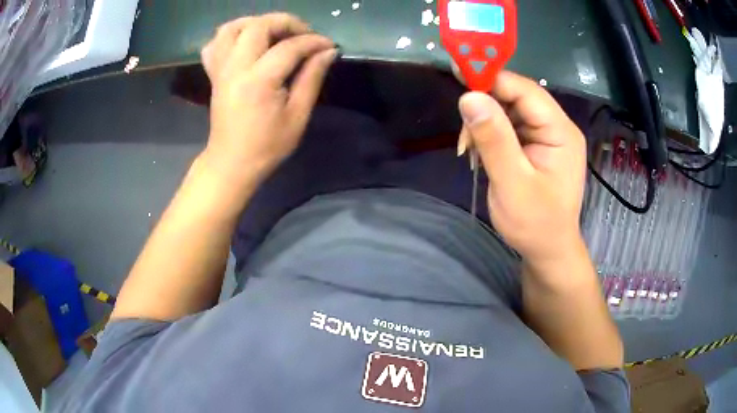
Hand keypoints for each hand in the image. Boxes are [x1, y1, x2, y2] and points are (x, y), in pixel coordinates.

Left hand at [200, 13, 336, 185]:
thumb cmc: (267, 146)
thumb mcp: (297, 116)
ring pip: (232, 28)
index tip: (329, 45)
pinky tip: (246, 43)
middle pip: (258, 26)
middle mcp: (236, 68)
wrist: (231, 163)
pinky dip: (231, 35)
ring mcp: (221, 70)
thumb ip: (312, 78)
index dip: (314, 41)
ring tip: (274, 32)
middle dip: (286, 22)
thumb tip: (328, 52)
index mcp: (259, 81)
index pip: (289, 47)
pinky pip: (215, 44)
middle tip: (303, 35)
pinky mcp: (214, 74)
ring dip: (256, 23)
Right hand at [458, 71, 586, 263]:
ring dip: (484, 123)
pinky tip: (480, 153)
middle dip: (486, 107)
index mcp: (560, 132)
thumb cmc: (535, 224)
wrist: (547, 251)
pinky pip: (509, 126)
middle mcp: (556, 127)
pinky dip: (489, 134)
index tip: (457, 75)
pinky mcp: (536, 145)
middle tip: (464, 133)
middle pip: (516, 96)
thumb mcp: (512, 184)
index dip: (492, 79)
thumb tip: (469, 96)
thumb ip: (493, 139)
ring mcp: (546, 135)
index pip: (525, 90)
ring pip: (509, 109)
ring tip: (470, 150)